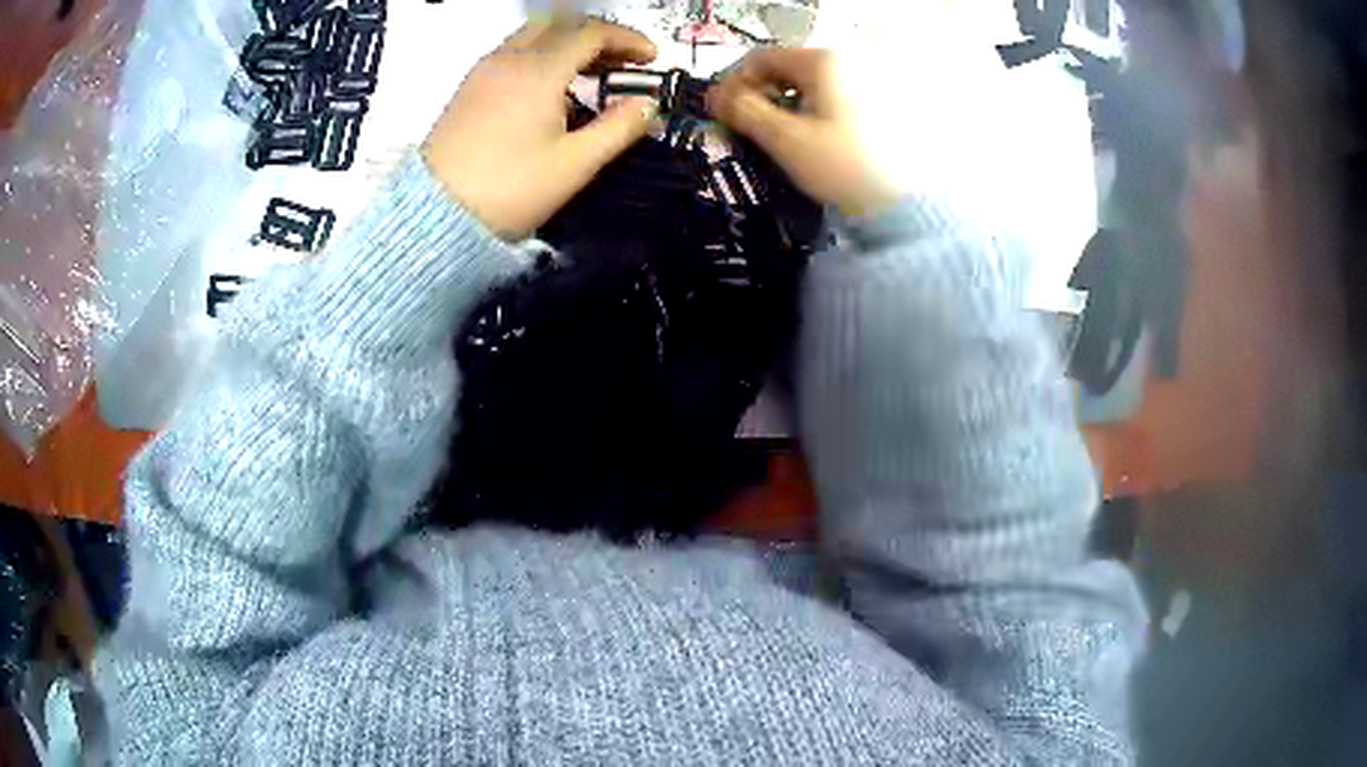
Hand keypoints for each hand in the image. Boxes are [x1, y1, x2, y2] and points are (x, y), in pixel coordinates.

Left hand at [423, 17, 658, 239]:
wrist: (436, 215)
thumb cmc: (510, 190)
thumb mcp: (574, 165)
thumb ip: (619, 128)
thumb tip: (649, 105)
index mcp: (539, 71)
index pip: (592, 33)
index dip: (628, 39)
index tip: (651, 58)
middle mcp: (509, 58)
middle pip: (561, 23)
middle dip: (598, 35)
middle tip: (621, 61)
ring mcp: (484, 70)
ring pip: (533, 34)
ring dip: (567, 42)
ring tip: (589, 73)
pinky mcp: (468, 86)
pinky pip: (512, 51)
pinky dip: (541, 54)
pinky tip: (550, 88)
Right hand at [708, 48, 897, 217]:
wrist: (906, 205)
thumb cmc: (845, 168)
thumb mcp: (787, 140)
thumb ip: (744, 111)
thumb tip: (715, 97)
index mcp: (825, 62)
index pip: (762, 57)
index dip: (734, 82)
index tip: (723, 111)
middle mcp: (848, 61)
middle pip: (787, 69)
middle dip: (760, 95)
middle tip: (747, 126)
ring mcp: (868, 82)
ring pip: (809, 85)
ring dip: (785, 105)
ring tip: (778, 137)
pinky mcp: (879, 104)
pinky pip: (831, 98)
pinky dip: (811, 112)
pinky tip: (810, 139)